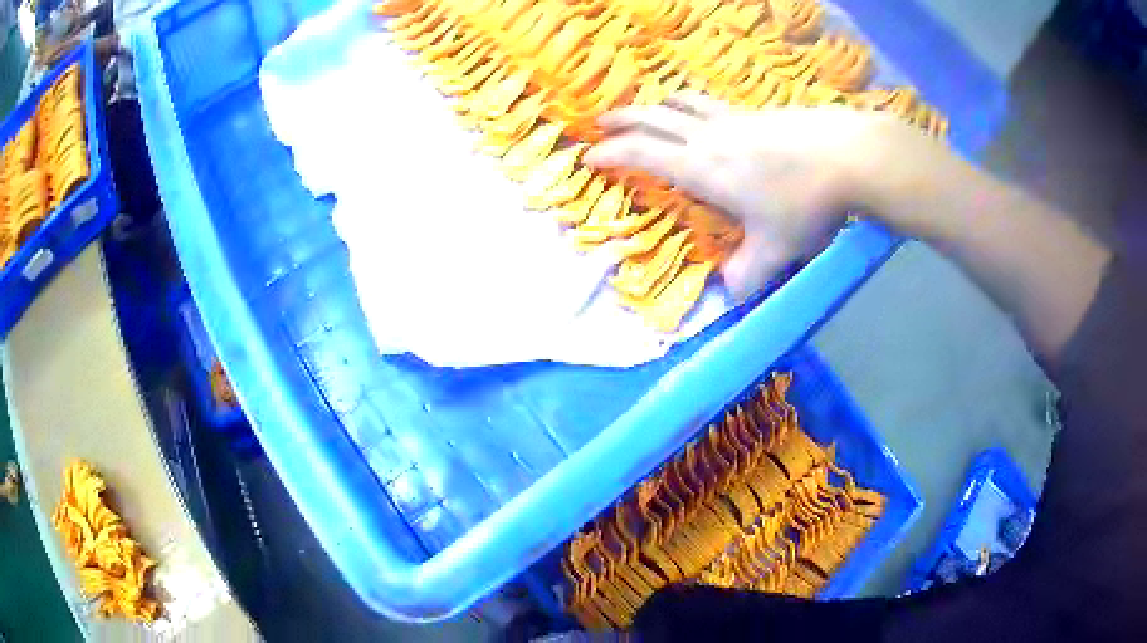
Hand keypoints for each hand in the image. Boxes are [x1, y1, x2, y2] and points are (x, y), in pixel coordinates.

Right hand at [584, 95, 905, 300]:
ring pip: (682, 103)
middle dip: (621, 120)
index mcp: (701, 167)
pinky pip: (712, 104)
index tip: (589, 158)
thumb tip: (732, 296)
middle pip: (653, 117)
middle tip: (600, 122)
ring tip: (648, 111)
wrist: (850, 156)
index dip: (611, 155)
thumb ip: (750, 277)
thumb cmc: (807, 203)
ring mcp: (734, 118)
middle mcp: (709, 136)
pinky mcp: (758, 112)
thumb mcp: (776, 250)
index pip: (642, 154)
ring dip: (656, 105)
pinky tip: (706, 115)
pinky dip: (693, 106)